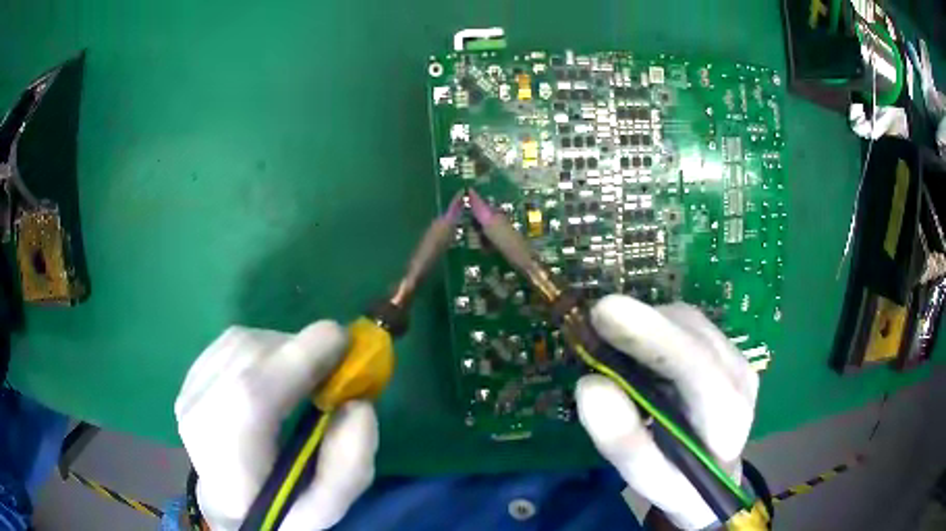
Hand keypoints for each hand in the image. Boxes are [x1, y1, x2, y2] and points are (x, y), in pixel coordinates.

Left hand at [175, 321, 376, 530]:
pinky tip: (274, 371)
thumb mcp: (325, 507)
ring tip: (304, 374)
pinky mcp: (189, 379)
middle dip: (299, 350)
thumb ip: (349, 465)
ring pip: (240, 342)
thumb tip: (359, 404)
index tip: (344, 341)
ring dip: (282, 347)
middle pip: (249, 357)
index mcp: (228, 458)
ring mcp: (188, 392)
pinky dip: (262, 348)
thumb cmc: (278, 511)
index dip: (300, 356)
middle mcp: (198, 416)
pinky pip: (230, 344)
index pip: (253, 392)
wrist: (229, 507)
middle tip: (332, 366)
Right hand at [576, 295, 757, 529]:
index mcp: (728, 418)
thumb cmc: (683, 486)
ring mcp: (737, 358)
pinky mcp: (727, 351)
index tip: (606, 312)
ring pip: (690, 323)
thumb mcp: (651, 481)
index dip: (653, 336)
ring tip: (613, 342)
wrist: (718, 478)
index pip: (696, 368)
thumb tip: (589, 386)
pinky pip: (690, 326)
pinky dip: (657, 327)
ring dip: (648, 324)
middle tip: (596, 322)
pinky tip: (638, 347)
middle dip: (644, 324)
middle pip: (693, 334)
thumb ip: (624, 443)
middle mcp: (740, 377)